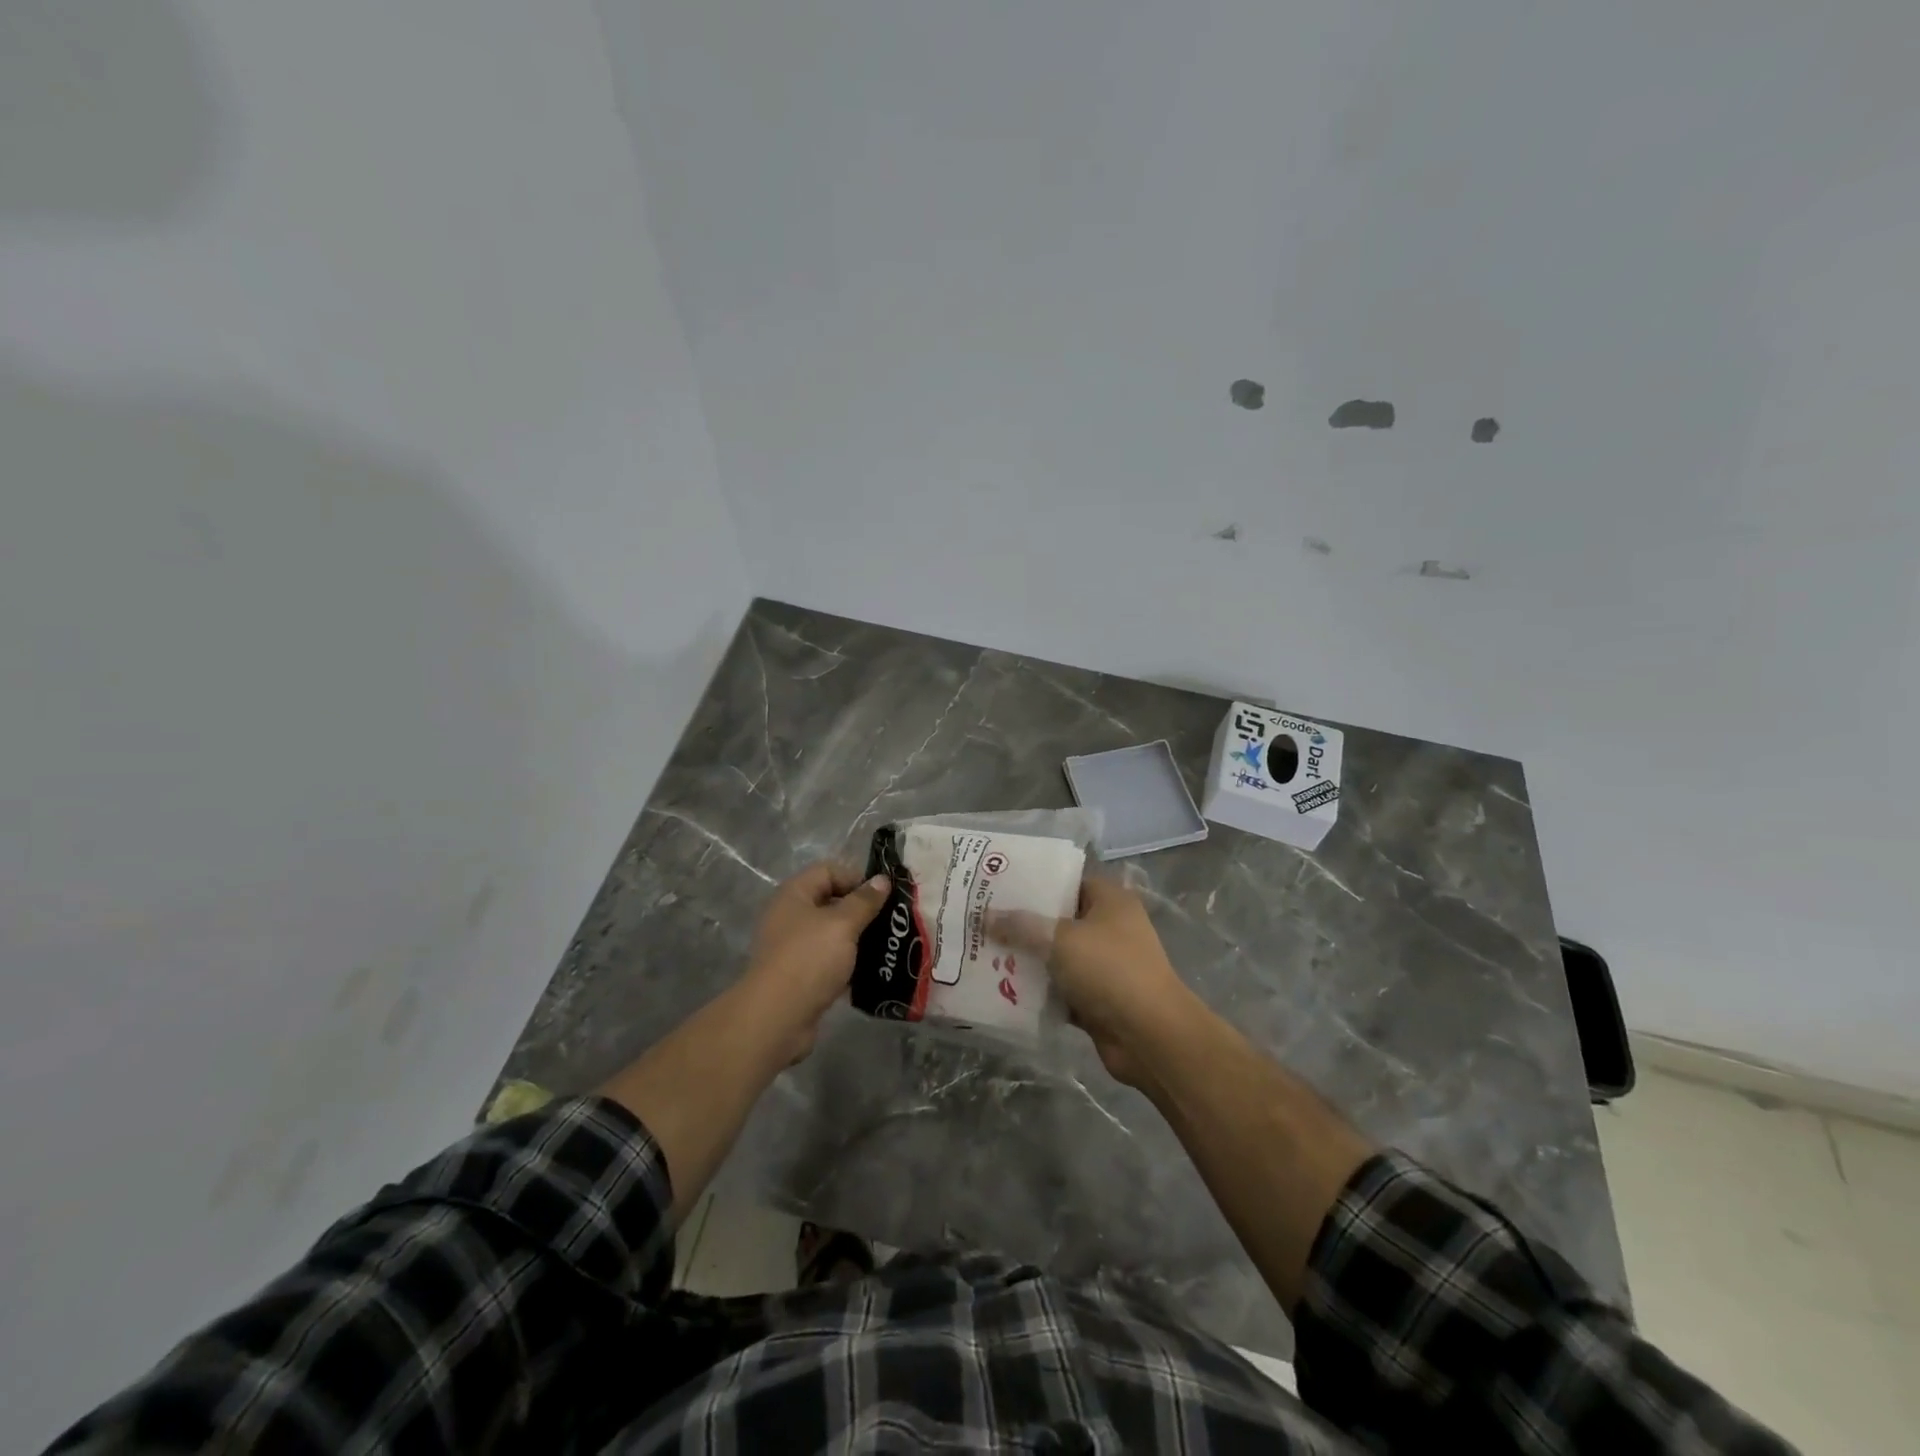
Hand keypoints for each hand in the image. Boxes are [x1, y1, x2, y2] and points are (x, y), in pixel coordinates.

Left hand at [739, 862, 890, 1060]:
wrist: (777, 1018)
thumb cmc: (809, 959)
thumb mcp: (843, 924)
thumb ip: (864, 901)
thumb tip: (883, 879)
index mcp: (794, 895)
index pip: (828, 870)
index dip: (856, 878)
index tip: (883, 896)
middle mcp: (791, 916)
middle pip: (831, 901)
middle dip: (862, 910)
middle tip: (891, 921)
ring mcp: (794, 948)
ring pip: (832, 934)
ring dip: (858, 938)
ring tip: (887, 946)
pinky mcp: (800, 976)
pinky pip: (830, 961)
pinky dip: (849, 963)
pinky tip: (872, 971)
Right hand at [992, 878, 1200, 1085]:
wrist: (1149, 1036)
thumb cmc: (1109, 970)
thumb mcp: (1061, 940)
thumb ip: (1022, 926)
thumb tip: (986, 915)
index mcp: (1110, 901)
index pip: (1069, 880)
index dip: (1036, 881)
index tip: (1000, 885)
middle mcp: (1110, 928)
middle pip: (1060, 919)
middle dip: (1025, 923)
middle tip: (983, 919)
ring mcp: (1105, 966)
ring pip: (1058, 956)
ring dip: (1029, 959)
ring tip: (984, 951)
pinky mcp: (1098, 999)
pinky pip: (1061, 989)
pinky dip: (1039, 990)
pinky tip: (1003, 988)